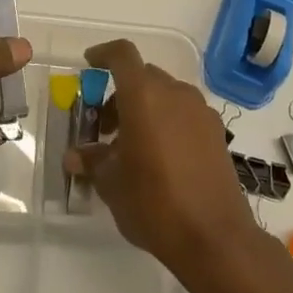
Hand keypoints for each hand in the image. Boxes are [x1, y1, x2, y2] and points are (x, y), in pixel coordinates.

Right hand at [64, 39, 256, 271]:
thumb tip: (75, 156)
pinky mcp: (216, 134)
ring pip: (166, 94)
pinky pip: (185, 113)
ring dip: (145, 107)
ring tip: (131, 144)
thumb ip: (92, 161)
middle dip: (121, 92)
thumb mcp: (111, 183)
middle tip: (105, 125)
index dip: (103, 54)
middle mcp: (175, 93)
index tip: (89, 64)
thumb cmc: (153, 203)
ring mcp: (200, 112)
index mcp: (144, 95)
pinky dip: (167, 121)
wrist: (215, 239)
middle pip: (143, 76)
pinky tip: (160, 156)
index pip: (122, 55)